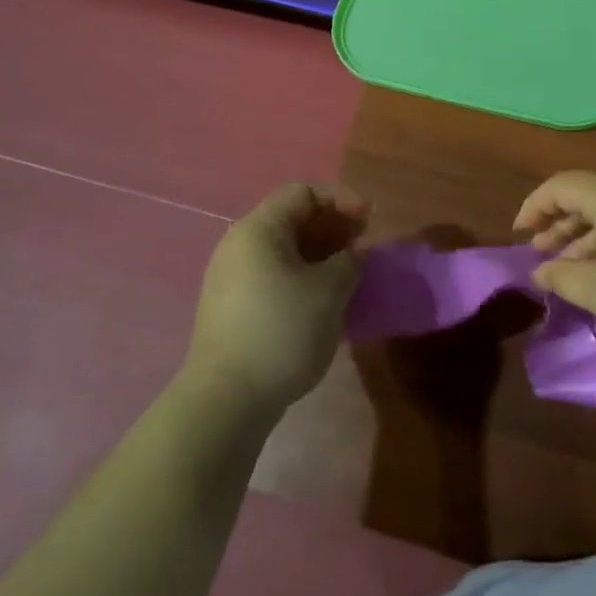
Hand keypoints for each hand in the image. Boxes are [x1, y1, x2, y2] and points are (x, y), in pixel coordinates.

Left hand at [186, 183, 367, 412]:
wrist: (225, 402)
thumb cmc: (281, 331)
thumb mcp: (329, 291)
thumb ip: (349, 262)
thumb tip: (352, 256)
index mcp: (259, 229)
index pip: (303, 192)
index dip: (341, 199)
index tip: (369, 221)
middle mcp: (239, 245)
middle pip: (292, 218)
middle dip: (333, 227)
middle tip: (363, 247)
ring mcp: (231, 278)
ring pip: (284, 250)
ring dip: (320, 254)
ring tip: (349, 274)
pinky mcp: (231, 309)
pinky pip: (273, 275)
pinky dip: (303, 277)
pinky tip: (323, 301)